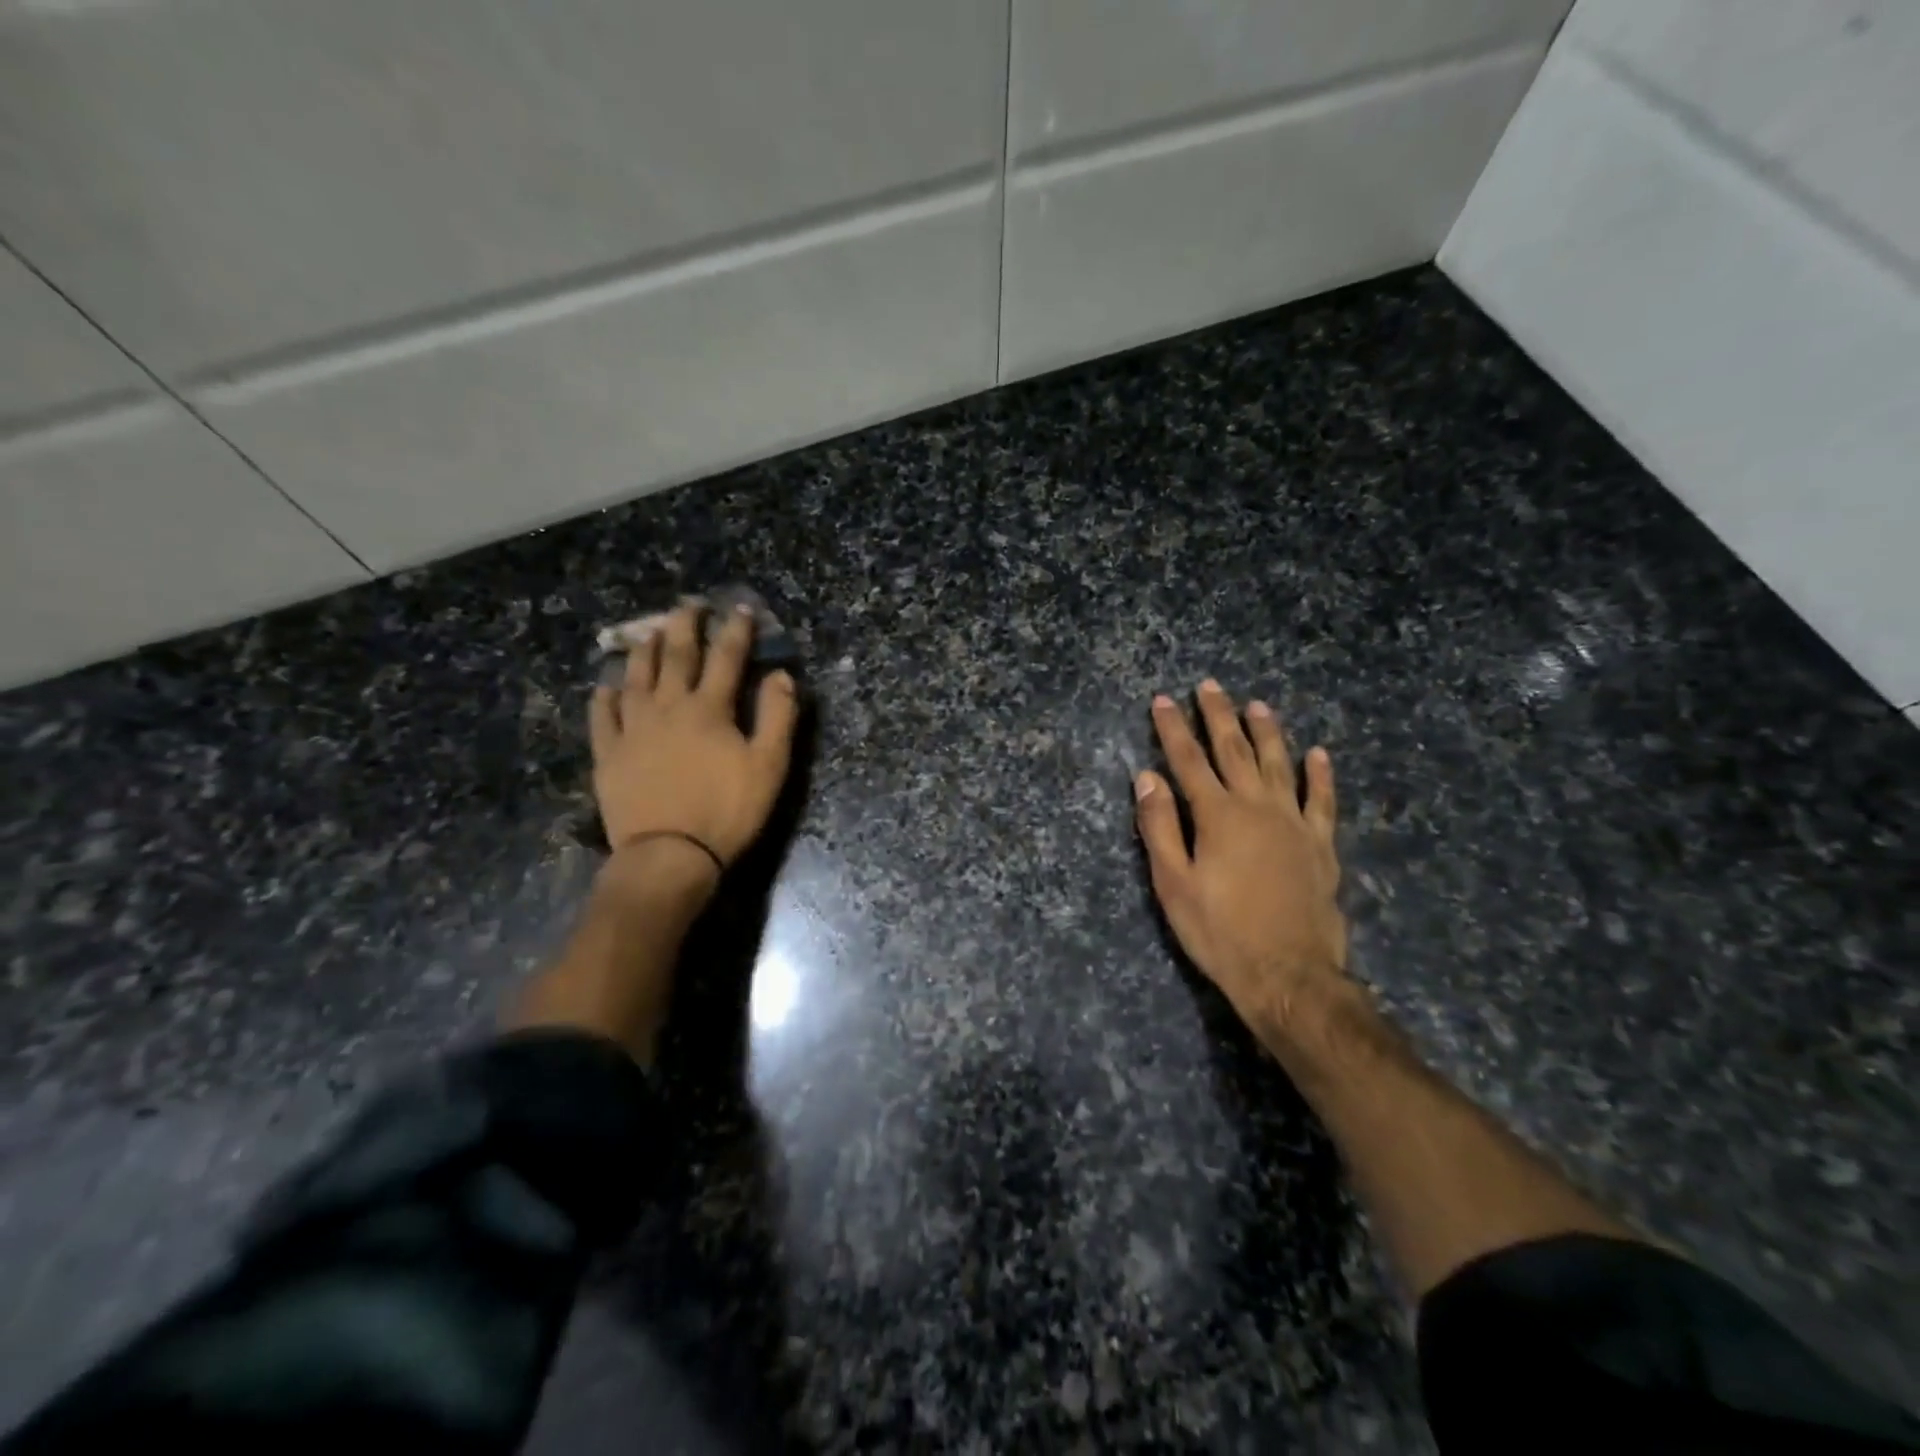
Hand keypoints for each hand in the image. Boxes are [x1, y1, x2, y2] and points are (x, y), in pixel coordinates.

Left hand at [590, 602, 799, 875]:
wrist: (669, 854)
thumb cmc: (727, 810)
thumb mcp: (769, 766)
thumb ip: (778, 717)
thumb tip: (781, 675)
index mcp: (709, 709)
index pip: (726, 658)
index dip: (736, 630)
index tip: (740, 608)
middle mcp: (668, 707)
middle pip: (676, 656)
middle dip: (684, 626)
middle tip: (687, 605)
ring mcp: (633, 729)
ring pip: (636, 677)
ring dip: (644, 651)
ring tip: (648, 633)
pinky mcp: (609, 754)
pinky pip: (603, 716)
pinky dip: (606, 696)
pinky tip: (607, 685)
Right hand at [1135, 680, 1348, 1041]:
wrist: (1289, 975)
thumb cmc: (1219, 931)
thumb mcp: (1173, 883)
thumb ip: (1160, 826)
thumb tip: (1147, 777)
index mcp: (1217, 816)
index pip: (1188, 760)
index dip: (1173, 729)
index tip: (1162, 700)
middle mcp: (1257, 807)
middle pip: (1235, 751)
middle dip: (1218, 716)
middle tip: (1210, 687)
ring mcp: (1295, 823)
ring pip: (1280, 765)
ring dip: (1267, 733)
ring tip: (1258, 705)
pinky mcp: (1321, 845)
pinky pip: (1322, 801)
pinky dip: (1321, 776)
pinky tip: (1319, 754)